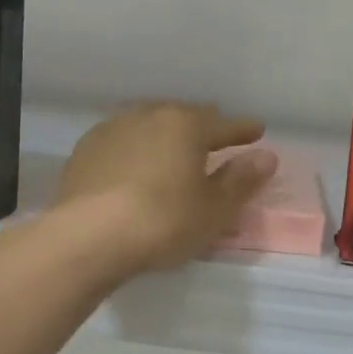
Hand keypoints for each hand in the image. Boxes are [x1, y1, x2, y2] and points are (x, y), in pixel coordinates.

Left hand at [56, 102, 278, 274]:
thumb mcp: (214, 209)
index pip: (224, 125)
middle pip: (185, 117)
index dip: (244, 130)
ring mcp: (113, 129)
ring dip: (166, 135)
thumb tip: (266, 156)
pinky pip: (122, 141)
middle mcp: (150, 116)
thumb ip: (241, 180)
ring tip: (173, 150)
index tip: (257, 131)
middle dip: (204, 127)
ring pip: (150, 124)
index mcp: (186, 125)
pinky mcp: (86, 150)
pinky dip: (136, 149)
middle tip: (216, 138)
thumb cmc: (163, 222)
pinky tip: (135, 165)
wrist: (87, 237)